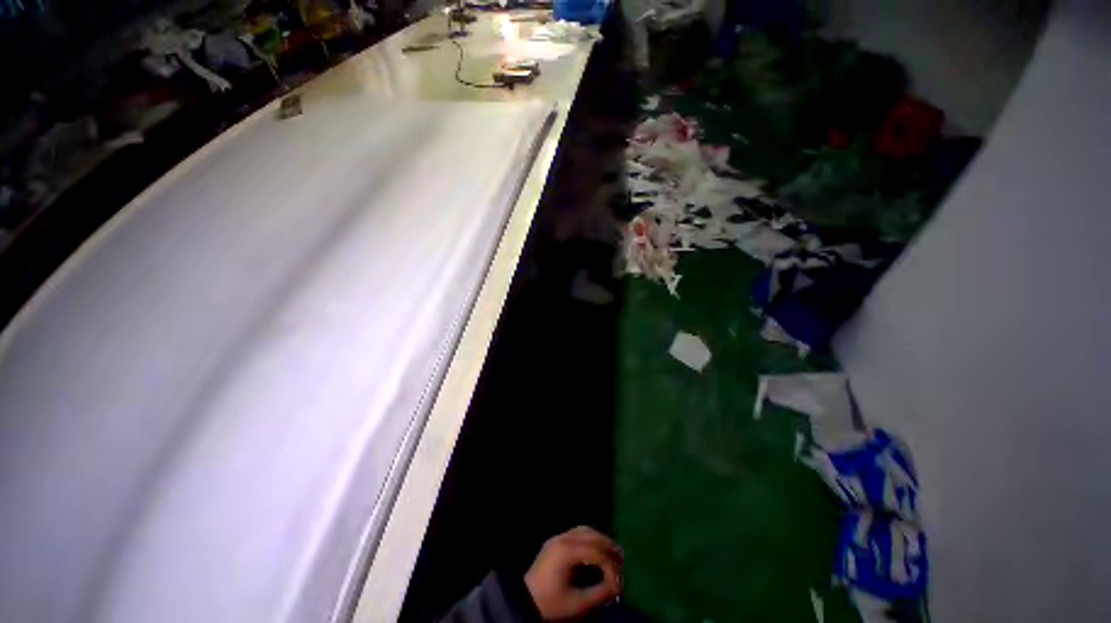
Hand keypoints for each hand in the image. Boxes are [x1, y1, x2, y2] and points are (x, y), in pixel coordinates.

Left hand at [524, 527, 622, 619]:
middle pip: (591, 535)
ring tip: (612, 553)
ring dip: (600, 539)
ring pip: (585, 530)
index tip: (620, 583)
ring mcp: (557, 537)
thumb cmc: (551, 604)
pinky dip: (590, 538)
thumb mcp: (577, 604)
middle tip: (622, 559)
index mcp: (567, 551)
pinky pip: (577, 532)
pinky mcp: (555, 541)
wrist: (525, 601)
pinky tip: (597, 549)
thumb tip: (617, 586)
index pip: (596, 552)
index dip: (611, 567)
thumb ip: (600, 593)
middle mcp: (563, 538)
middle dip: (609, 546)